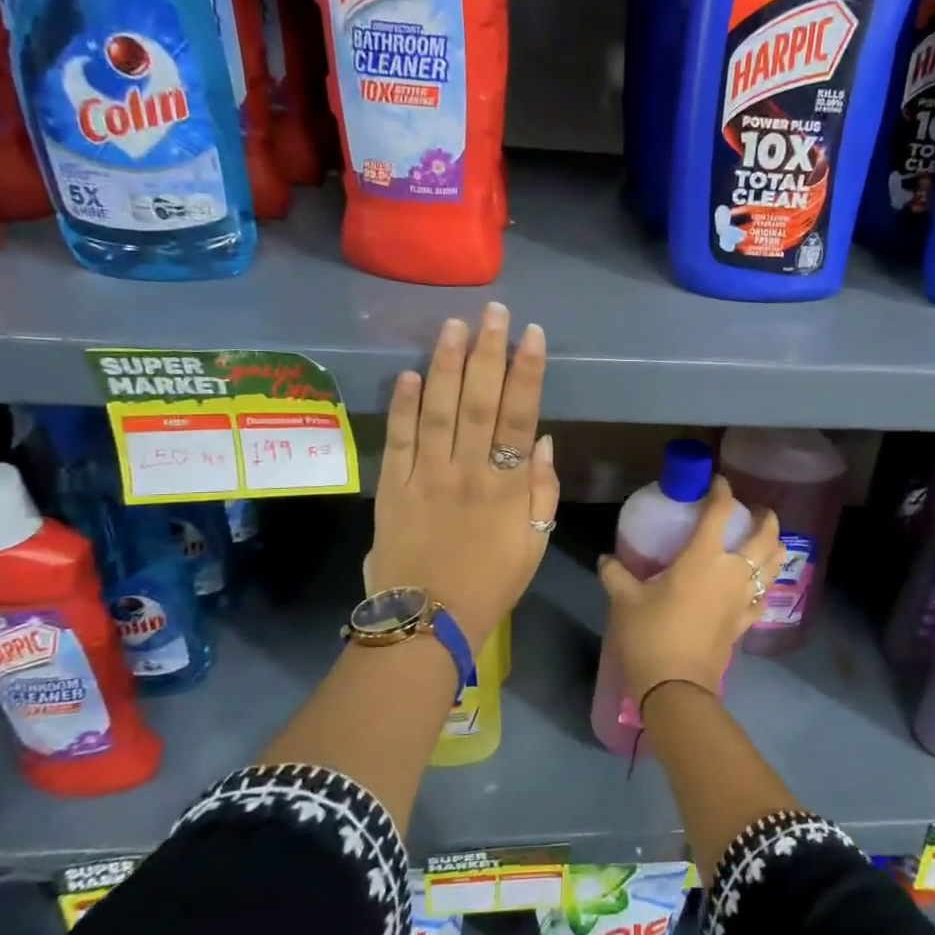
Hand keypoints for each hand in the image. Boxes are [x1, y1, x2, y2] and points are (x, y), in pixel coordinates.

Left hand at [367, 303, 559, 639]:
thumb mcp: (534, 545)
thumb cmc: (490, 584)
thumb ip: (542, 492)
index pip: (521, 416)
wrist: (428, 622)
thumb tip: (543, 441)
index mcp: (507, 487)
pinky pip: (399, 439)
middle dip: (488, 352)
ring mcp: (426, 477)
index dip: (527, 372)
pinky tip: (409, 373)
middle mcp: (468, 471)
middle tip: (493, 312)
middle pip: (480, 401)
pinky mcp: (391, 487)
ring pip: (439, 410)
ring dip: (446, 365)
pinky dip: (403, 406)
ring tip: (454, 325)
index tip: (531, 335)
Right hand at [598, 475, 781, 706]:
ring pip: (774, 564)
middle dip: (765, 517)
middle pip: (764, 535)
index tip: (717, 482)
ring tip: (765, 540)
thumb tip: (606, 559)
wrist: (676, 685)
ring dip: (774, 546)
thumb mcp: (625, 600)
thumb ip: (616, 574)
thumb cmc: (651, 634)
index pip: (720, 512)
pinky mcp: (745, 622)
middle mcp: (732, 572)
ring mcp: (743, 598)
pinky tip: (757, 585)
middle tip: (755, 510)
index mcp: (703, 557)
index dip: (722, 491)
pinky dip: (765, 585)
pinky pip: (764, 597)